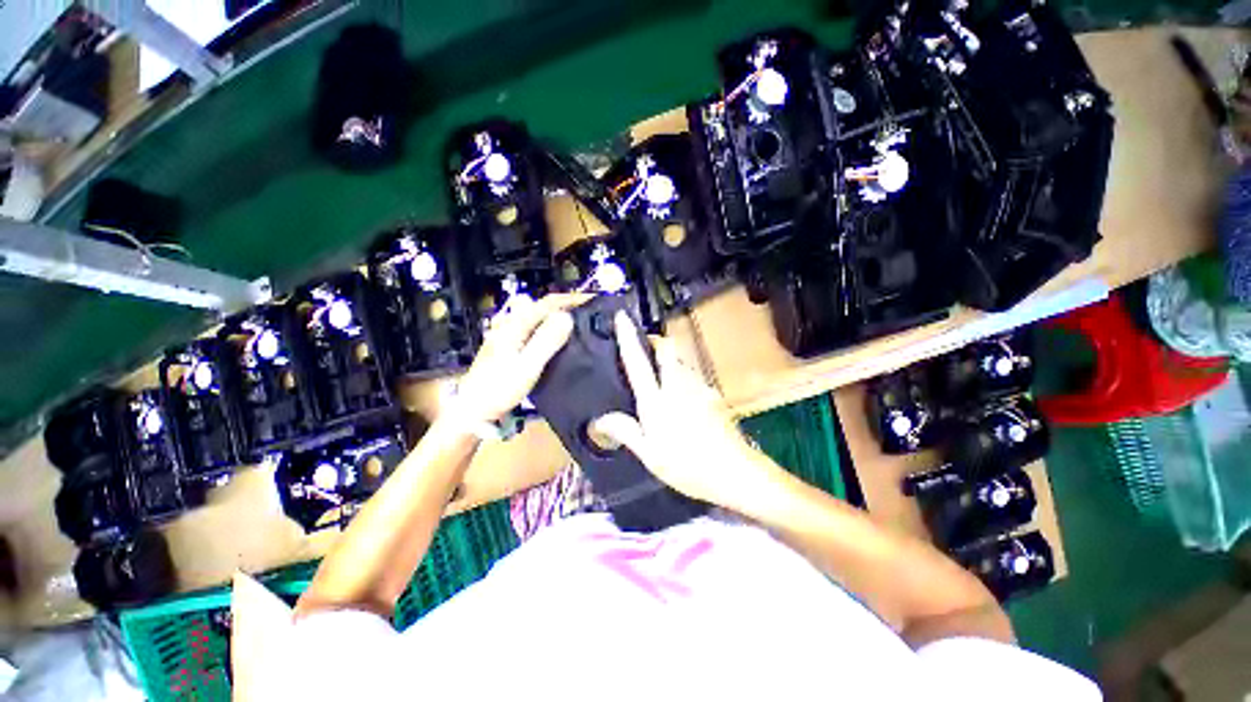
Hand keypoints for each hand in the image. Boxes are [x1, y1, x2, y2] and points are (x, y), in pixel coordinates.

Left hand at [448, 293, 587, 426]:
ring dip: (553, 316)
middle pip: (539, 305)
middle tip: (583, 314)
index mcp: (515, 325)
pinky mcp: (505, 344)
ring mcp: (504, 333)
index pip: (547, 302)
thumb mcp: (528, 366)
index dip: (571, 299)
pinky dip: (544, 327)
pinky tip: (550, 340)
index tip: (591, 301)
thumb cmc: (500, 389)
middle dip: (562, 305)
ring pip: (533, 316)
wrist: (472, 409)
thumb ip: (547, 340)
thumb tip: (567, 317)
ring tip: (571, 326)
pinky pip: (529, 327)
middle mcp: (509, 324)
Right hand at [591, 312, 774, 509]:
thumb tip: (601, 420)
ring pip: (682, 361)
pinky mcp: (713, 394)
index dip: (628, 337)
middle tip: (644, 350)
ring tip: (661, 378)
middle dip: (656, 342)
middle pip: (668, 349)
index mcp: (657, 400)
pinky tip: (683, 399)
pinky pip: (694, 376)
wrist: (734, 471)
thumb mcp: (650, 455)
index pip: (639, 361)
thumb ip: (626, 432)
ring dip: (670, 360)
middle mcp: (679, 385)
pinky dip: (684, 377)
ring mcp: (700, 387)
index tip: (622, 317)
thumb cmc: (687, 466)